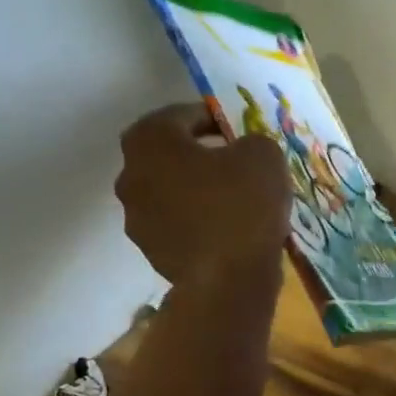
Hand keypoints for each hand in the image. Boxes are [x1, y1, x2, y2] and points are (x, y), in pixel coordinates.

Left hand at [115, 105, 289, 285]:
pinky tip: (232, 234)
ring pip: (175, 194)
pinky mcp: (153, 252)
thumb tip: (246, 151)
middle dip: (204, 158)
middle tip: (241, 168)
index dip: (216, 119)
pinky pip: (181, 227)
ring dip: (201, 193)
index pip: (183, 115)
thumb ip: (253, 142)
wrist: (228, 280)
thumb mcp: (264, 156)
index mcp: (149, 140)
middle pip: (172, 157)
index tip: (242, 133)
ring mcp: (137, 218)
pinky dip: (202, 225)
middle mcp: (130, 174)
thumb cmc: (242, 205)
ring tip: (239, 205)